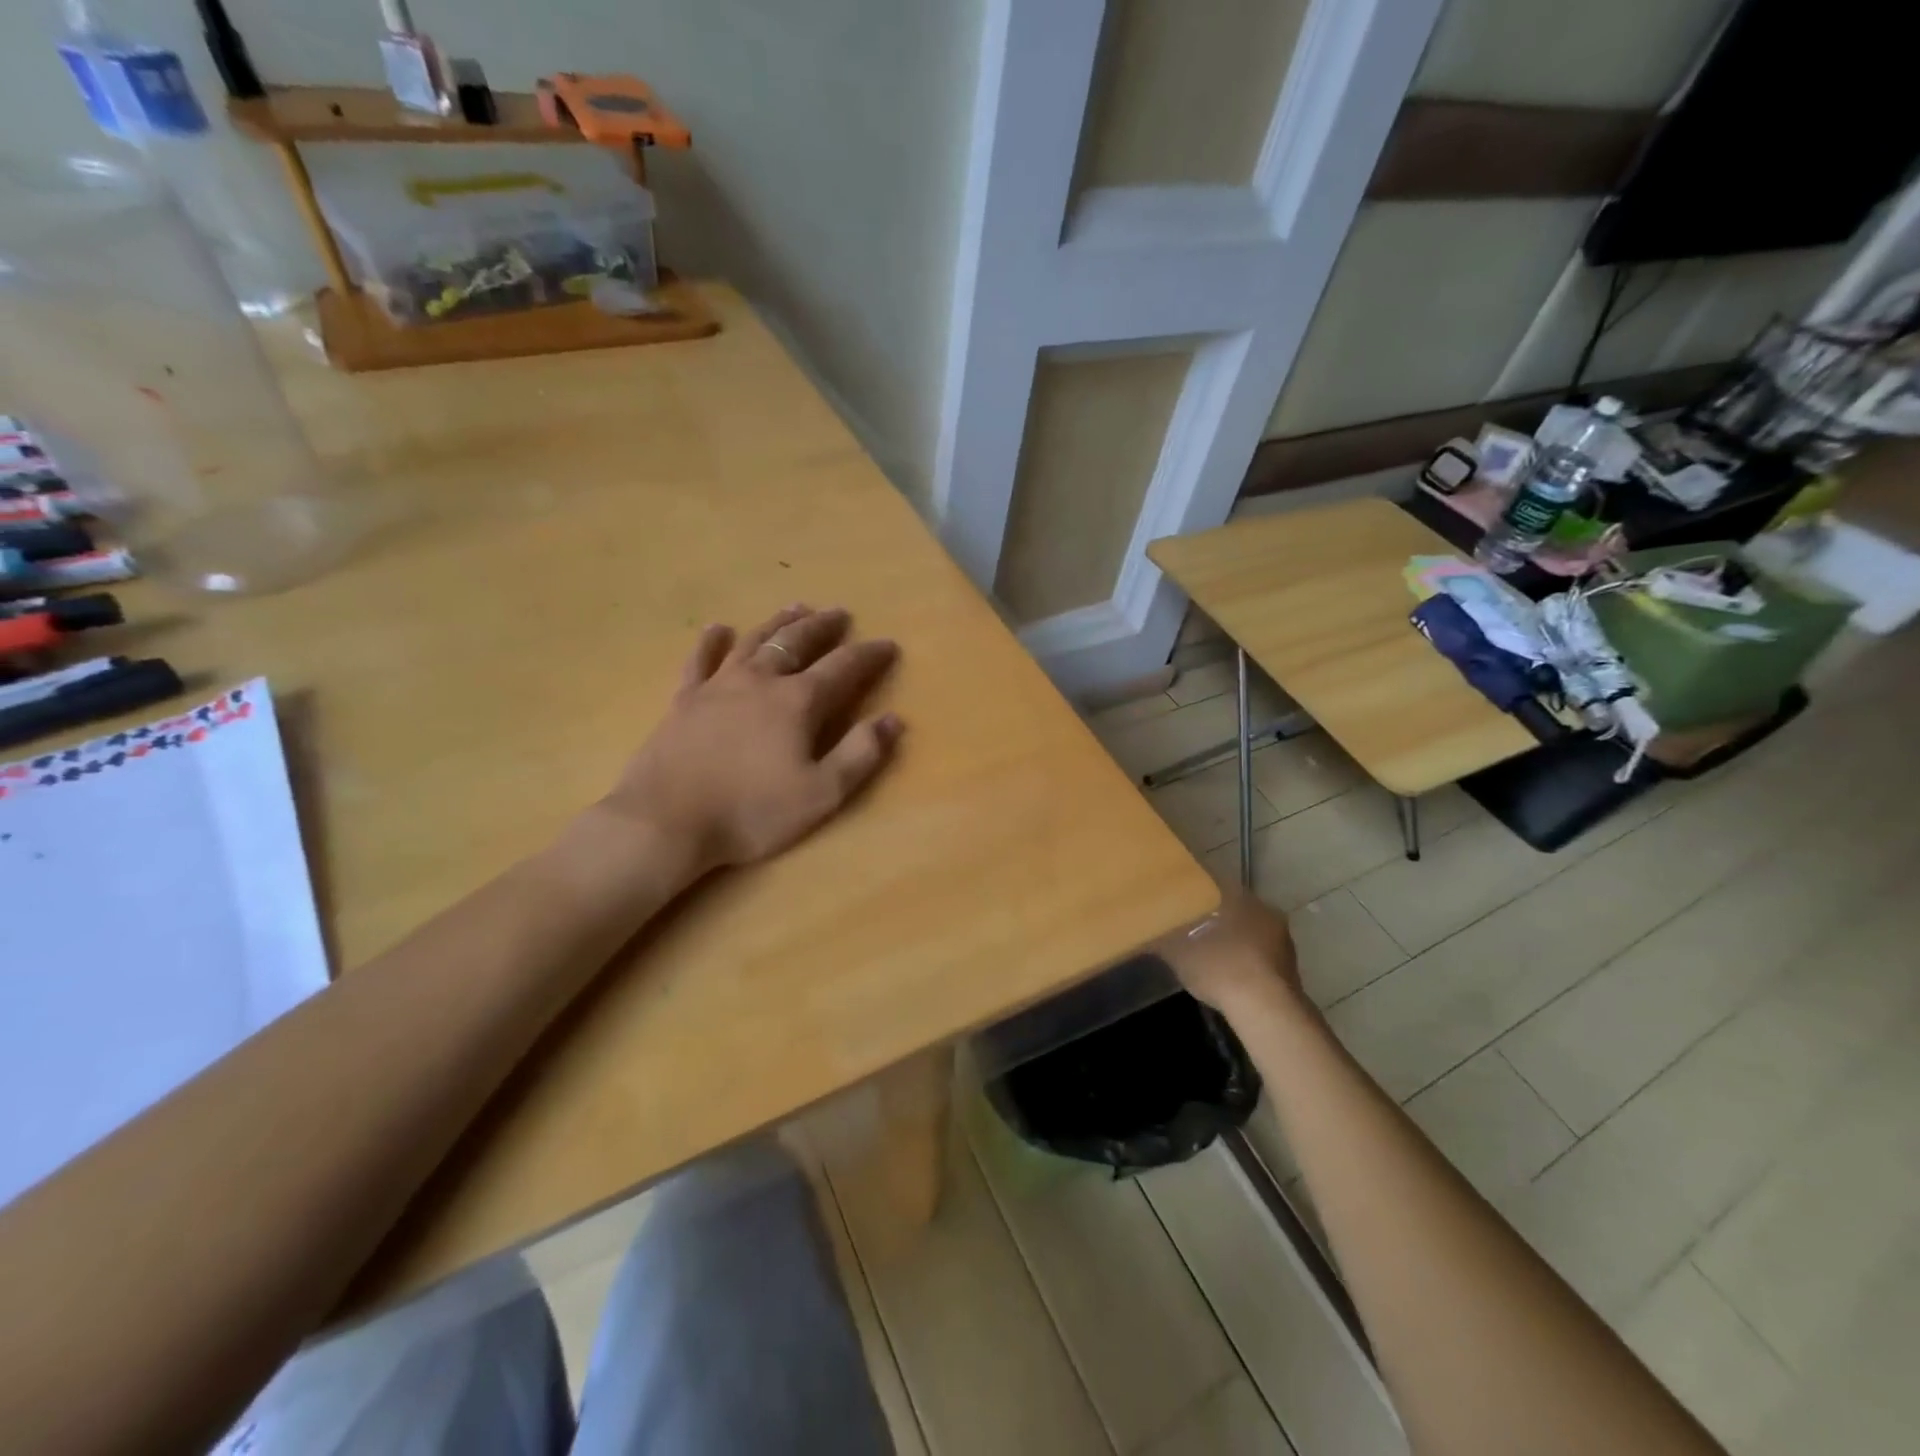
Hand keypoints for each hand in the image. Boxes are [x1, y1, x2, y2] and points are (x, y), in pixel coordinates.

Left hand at [602, 605, 903, 875]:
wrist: (666, 821)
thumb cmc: (750, 811)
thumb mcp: (820, 794)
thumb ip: (860, 755)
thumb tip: (893, 719)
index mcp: (797, 702)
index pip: (843, 667)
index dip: (869, 654)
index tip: (888, 644)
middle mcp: (760, 681)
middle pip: (797, 642)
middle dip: (823, 627)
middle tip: (839, 613)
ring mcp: (718, 686)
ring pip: (754, 641)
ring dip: (778, 623)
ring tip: (796, 608)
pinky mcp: (684, 700)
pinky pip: (700, 660)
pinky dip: (710, 642)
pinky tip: (716, 629)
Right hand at [1157, 890, 1302, 1018]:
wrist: (1266, 1011)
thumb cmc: (1219, 967)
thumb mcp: (1178, 953)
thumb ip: (1161, 938)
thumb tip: (1145, 933)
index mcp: (1239, 897)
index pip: (1212, 884)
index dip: (1193, 893)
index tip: (1178, 902)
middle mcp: (1265, 910)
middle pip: (1233, 908)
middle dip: (1213, 917)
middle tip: (1190, 928)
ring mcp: (1283, 939)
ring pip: (1249, 931)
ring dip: (1231, 939)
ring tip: (1206, 953)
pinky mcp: (1290, 967)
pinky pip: (1259, 955)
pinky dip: (1244, 960)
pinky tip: (1228, 974)